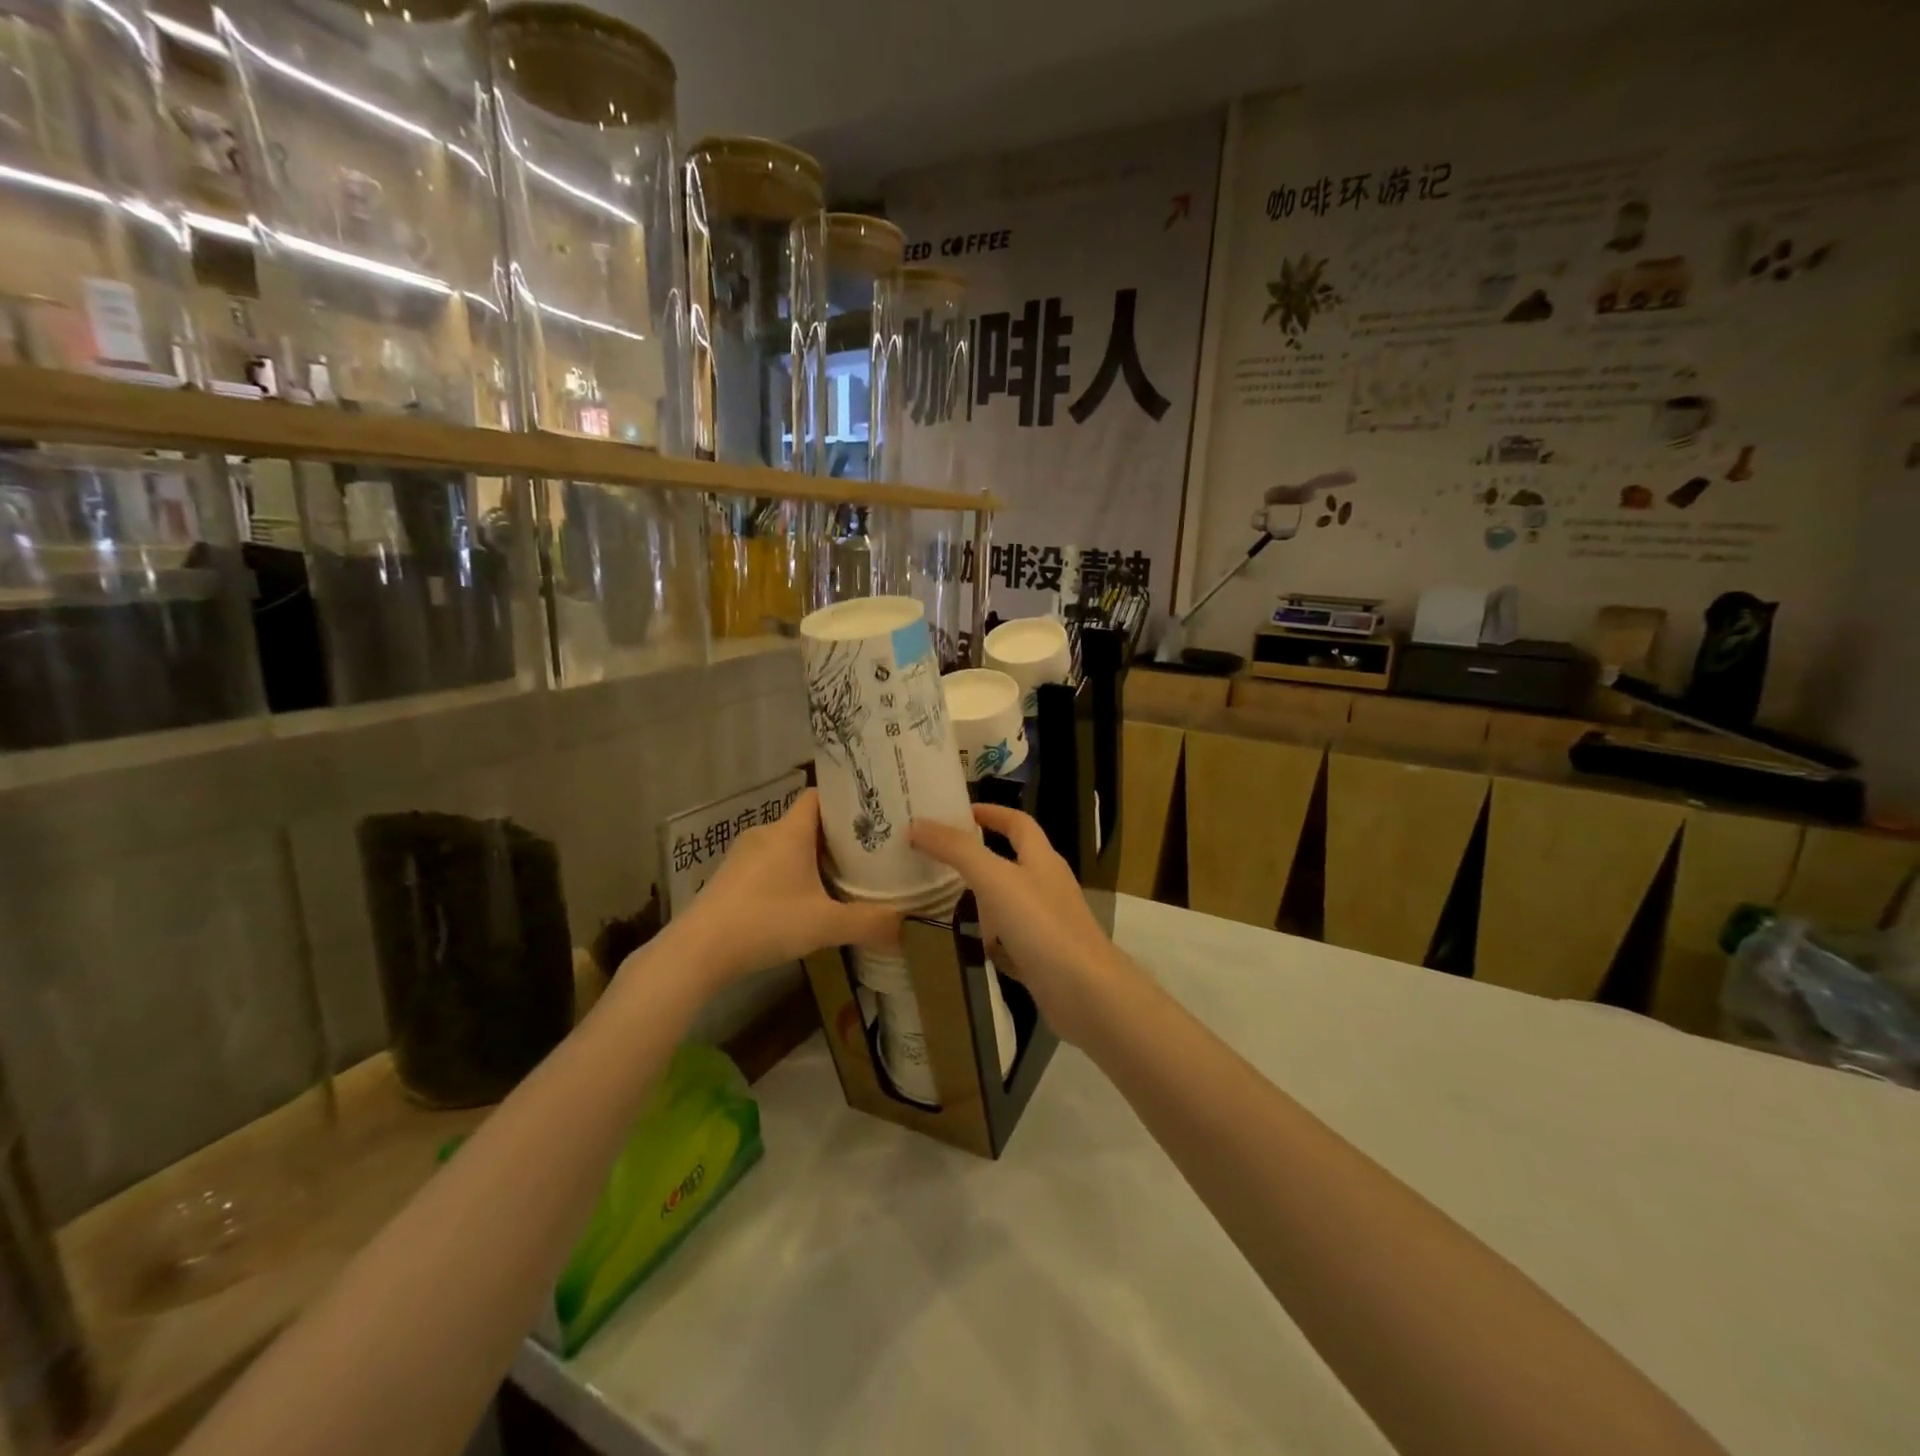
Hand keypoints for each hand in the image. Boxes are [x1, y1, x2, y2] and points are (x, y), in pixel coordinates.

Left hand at [662, 790, 900, 986]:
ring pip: (786, 845)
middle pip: (806, 823)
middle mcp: (765, 834)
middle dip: (835, 837)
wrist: (697, 952)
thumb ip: (870, 923)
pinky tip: (800, 902)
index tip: (871, 817)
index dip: (845, 802)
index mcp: (790, 831)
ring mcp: (743, 856)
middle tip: (867, 854)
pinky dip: (787, 875)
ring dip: (810, 859)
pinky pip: (768, 865)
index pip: (819, 796)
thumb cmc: (765, 923)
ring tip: (840, 879)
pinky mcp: (729, 878)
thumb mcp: (825, 925)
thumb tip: (908, 928)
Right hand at [911, 804, 1124, 1043]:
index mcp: (1041, 859)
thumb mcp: (995, 879)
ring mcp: (1047, 923)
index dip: (991, 812)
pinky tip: (966, 945)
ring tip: (940, 898)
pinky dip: (988, 938)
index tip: (958, 812)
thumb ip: (957, 850)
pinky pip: (1009, 939)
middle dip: (978, 856)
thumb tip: (917, 823)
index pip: (1018, 823)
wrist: (1085, 993)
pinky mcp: (1042, 957)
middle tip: (937, 856)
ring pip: (1008, 902)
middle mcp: (1047, 886)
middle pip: (1012, 860)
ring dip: (980, 898)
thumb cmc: (1041, 925)